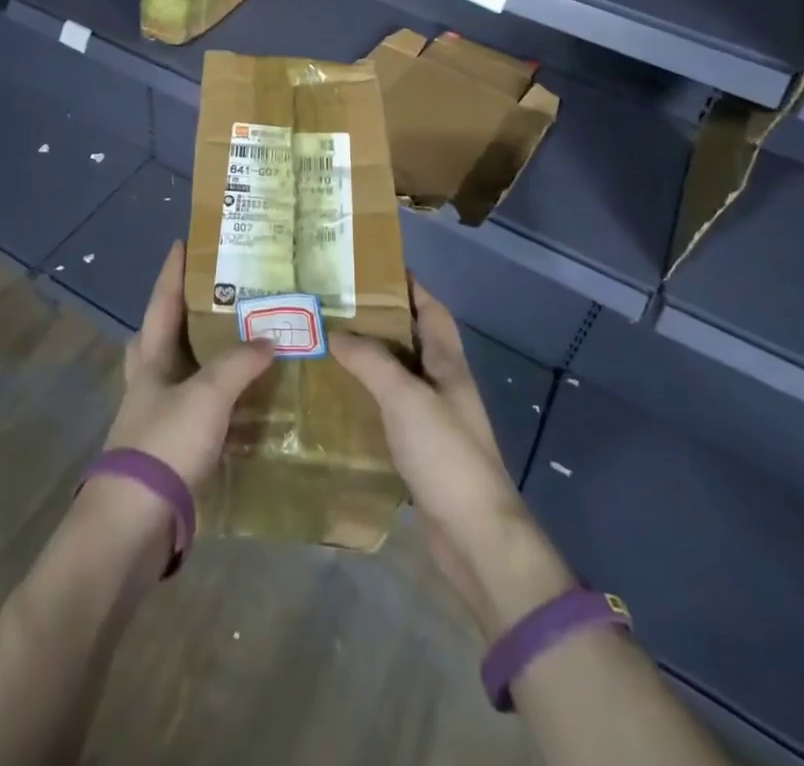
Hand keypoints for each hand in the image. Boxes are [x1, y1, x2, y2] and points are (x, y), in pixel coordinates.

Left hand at [101, 241, 273, 488]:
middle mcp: (150, 382)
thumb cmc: (165, 445)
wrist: (134, 524)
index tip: (184, 241)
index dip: (173, 271)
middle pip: (162, 335)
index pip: (162, 302)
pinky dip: (220, 398)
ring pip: (182, 373)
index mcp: (151, 359)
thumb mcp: (207, 396)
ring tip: (242, 342)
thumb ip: (238, 363)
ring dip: (206, 356)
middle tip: (216, 295)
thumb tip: (269, 338)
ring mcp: (157, 417)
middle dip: (183, 312)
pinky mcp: (170, 449)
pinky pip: (199, 409)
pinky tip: (245, 401)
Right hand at [334, 280, 571, 633]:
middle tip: (336, 306)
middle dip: (379, 319)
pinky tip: (339, 400)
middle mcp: (443, 384)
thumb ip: (372, 362)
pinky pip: (391, 410)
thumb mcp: (406, 398)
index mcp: (448, 363)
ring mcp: (434, 419)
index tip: (371, 267)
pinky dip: (368, 398)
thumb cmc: (445, 454)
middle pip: (412, 338)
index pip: (431, 308)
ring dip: (371, 359)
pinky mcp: (422, 450)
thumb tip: (336, 332)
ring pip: (399, 374)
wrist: (475, 536)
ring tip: (329, 345)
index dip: (408, 284)